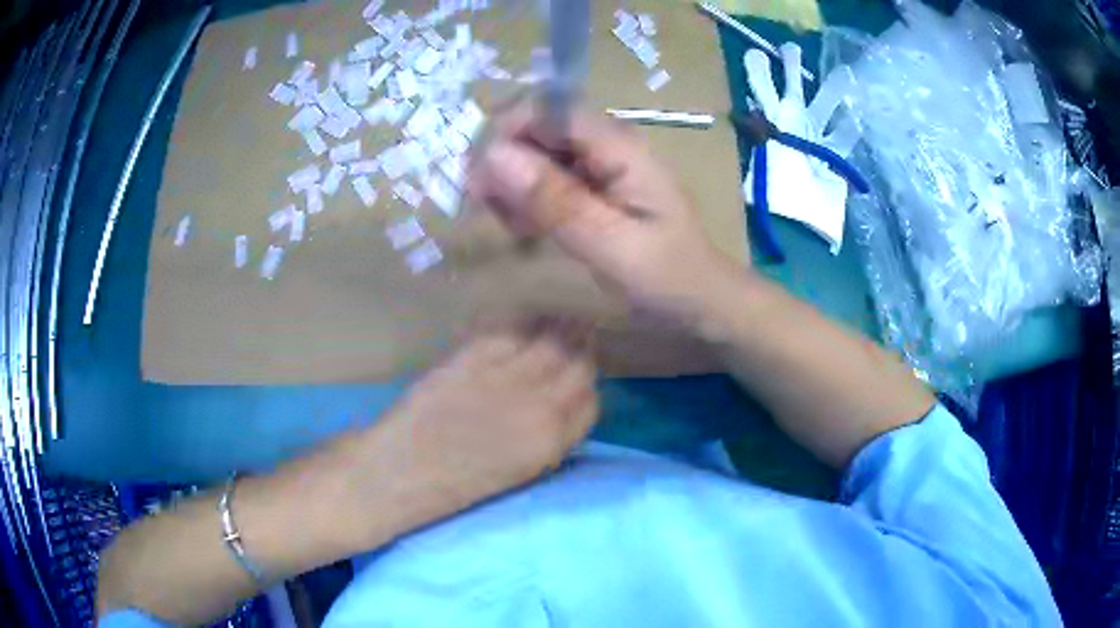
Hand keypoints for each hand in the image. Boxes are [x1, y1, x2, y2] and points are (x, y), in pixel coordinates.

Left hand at [377, 320, 597, 523]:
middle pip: (579, 366)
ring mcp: (506, 378)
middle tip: (578, 337)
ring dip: (559, 328)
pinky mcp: (474, 357)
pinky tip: (522, 322)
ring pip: (551, 341)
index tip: (579, 378)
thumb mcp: (520, 472)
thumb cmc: (458, 482)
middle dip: (581, 351)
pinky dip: (522, 323)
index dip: (587, 387)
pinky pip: (511, 330)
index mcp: (551, 443)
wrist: (403, 469)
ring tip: (558, 320)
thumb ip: (550, 437)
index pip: (591, 403)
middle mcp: (538, 407)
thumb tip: (564, 405)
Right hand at [467, 101, 740, 324]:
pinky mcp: (592, 186)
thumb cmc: (669, 278)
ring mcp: (599, 165)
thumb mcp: (613, 246)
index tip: (479, 177)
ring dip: (510, 183)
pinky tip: (522, 229)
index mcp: (620, 147)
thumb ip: (557, 202)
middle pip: (537, 126)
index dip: (507, 130)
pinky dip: (524, 199)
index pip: (549, 108)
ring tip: (508, 226)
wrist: (702, 301)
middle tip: (486, 209)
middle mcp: (607, 145)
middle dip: (503, 160)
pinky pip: (544, 177)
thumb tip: (494, 155)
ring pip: (535, 151)